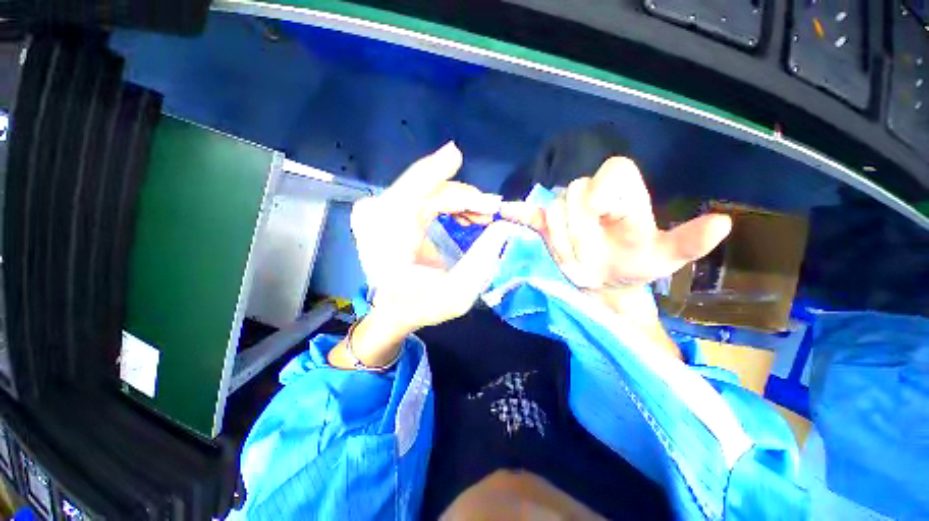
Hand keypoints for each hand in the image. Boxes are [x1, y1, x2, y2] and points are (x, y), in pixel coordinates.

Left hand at [351, 142, 508, 331]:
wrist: (392, 310)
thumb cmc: (422, 306)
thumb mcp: (457, 295)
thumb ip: (482, 261)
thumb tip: (502, 227)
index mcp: (388, 245)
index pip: (408, 196)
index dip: (433, 171)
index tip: (456, 155)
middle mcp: (376, 221)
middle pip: (423, 190)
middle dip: (463, 196)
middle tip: (492, 210)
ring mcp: (378, 214)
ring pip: (424, 190)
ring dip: (457, 199)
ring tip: (482, 215)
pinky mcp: (386, 212)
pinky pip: (420, 195)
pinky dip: (446, 201)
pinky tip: (464, 214)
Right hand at [502, 157, 731, 318]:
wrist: (604, 281)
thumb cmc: (633, 267)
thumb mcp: (664, 259)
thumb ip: (688, 241)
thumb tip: (724, 224)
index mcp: (624, 193)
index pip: (612, 171)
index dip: (604, 192)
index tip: (603, 218)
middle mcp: (593, 194)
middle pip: (575, 194)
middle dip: (579, 230)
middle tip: (589, 257)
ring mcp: (566, 209)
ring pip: (553, 210)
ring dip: (561, 239)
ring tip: (574, 259)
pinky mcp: (546, 222)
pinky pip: (530, 214)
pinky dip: (518, 213)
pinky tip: (506, 211)